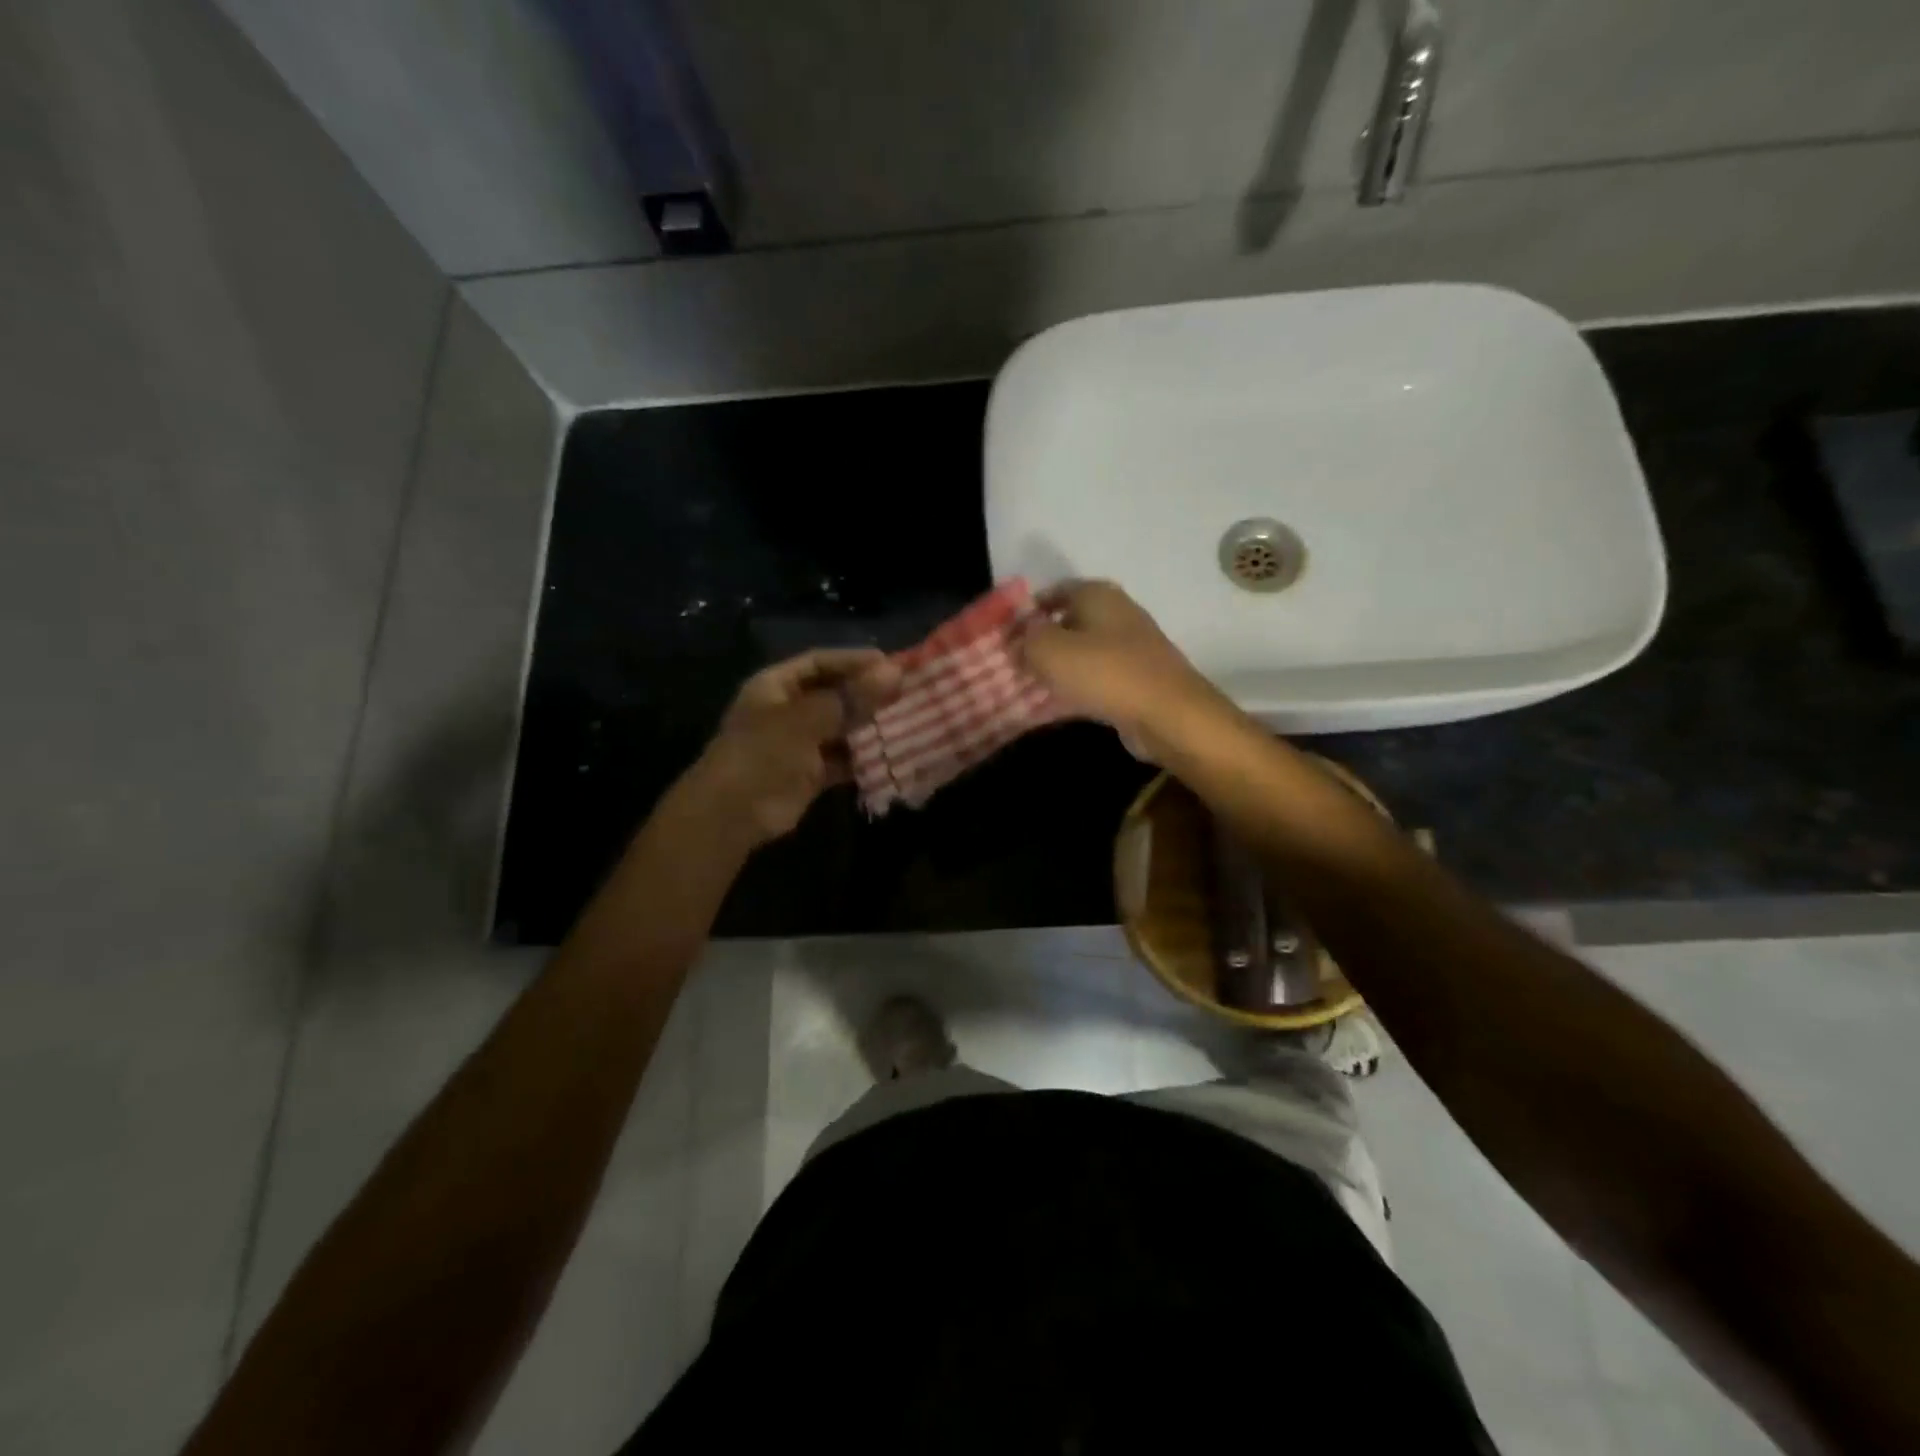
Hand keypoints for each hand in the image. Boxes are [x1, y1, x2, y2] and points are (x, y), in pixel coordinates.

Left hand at [684, 648, 902, 845]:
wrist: (732, 814)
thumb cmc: (764, 753)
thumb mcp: (808, 719)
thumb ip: (851, 697)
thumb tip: (895, 671)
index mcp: (776, 686)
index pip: (820, 662)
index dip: (854, 660)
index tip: (892, 663)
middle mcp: (788, 710)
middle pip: (834, 694)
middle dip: (868, 694)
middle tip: (908, 692)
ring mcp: (799, 743)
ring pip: (841, 728)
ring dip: (870, 727)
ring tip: (908, 721)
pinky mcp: (810, 774)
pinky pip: (842, 760)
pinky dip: (864, 759)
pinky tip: (892, 755)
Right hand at [1017, 580, 1228, 759]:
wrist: (1168, 713)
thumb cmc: (1104, 672)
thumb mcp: (1048, 650)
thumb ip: (1025, 639)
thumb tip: (1017, 638)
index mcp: (1097, 594)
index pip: (1053, 592)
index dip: (1026, 612)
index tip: (1004, 636)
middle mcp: (1117, 612)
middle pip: (1068, 622)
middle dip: (1039, 642)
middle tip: (1013, 664)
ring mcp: (1131, 646)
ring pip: (1082, 651)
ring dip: (1056, 667)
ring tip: (1029, 686)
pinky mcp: (1138, 678)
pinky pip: (1097, 676)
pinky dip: (1076, 686)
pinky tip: (1058, 704)